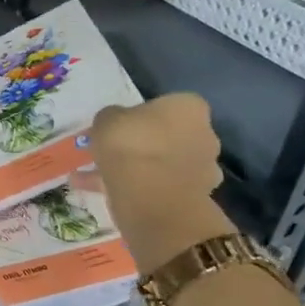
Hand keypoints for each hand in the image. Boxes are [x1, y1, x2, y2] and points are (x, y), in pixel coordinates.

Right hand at [87, 92, 222, 199]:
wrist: (152, 200)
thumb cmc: (131, 146)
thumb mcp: (106, 120)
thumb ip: (112, 117)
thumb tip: (116, 123)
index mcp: (189, 108)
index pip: (168, 105)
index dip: (141, 114)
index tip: (120, 125)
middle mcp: (205, 135)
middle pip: (169, 135)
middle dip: (143, 143)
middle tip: (112, 151)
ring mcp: (202, 169)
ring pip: (163, 164)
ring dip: (138, 168)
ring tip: (99, 175)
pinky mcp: (193, 198)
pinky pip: (159, 188)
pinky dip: (136, 189)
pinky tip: (104, 192)